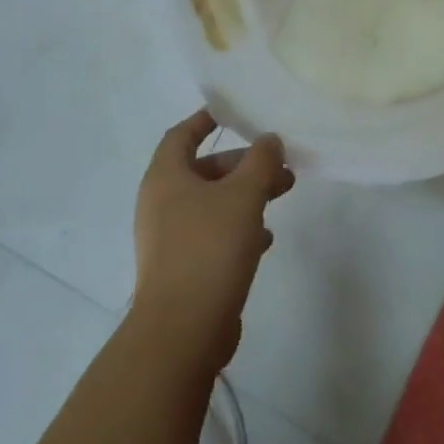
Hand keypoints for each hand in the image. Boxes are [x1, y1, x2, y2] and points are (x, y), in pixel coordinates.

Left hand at [132, 109, 294, 374]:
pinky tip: (265, 238)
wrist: (182, 331)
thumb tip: (269, 140)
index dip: (206, 119)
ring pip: (212, 203)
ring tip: (283, 195)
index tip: (234, 112)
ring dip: (245, 196)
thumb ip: (260, 162)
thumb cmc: (209, 248)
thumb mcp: (243, 196)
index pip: (182, 134)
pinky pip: (212, 235)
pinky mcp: (182, 269)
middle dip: (243, 164)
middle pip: (204, 170)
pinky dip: (238, 228)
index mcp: (165, 177)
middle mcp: (161, 203)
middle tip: (279, 165)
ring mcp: (169, 239)